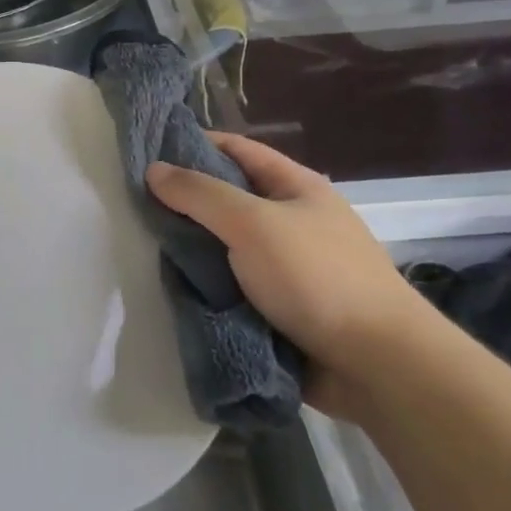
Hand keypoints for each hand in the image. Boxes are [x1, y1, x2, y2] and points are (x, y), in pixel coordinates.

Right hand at [146, 134, 429, 413]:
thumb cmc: (317, 277)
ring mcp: (287, 268)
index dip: (194, 144)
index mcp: (295, 187)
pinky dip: (205, 286)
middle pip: (228, 200)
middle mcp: (291, 221)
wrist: (377, 366)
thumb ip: (200, 194)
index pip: (237, 150)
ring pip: (225, 247)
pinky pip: (231, 287)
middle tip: (134, 204)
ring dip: (191, 249)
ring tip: (141, 245)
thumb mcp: (253, 223)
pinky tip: (170, 287)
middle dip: (185, 201)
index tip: (147, 150)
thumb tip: (153, 170)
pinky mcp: (279, 309)